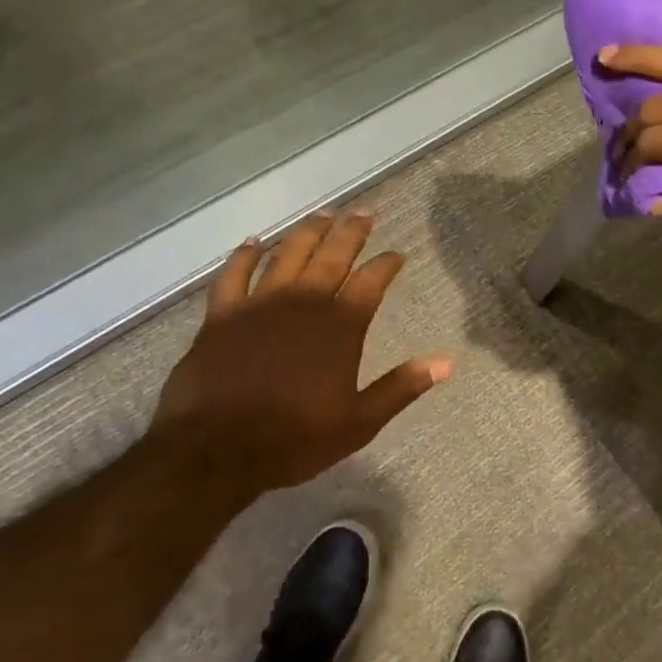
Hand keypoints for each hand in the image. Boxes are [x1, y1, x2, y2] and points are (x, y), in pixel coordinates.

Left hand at [151, 211, 449, 497]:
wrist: (216, 450)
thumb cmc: (295, 438)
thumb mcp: (360, 421)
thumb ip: (401, 387)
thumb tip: (446, 363)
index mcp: (340, 327)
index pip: (371, 282)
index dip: (386, 264)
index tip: (397, 254)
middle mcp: (303, 304)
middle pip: (332, 256)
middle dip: (351, 232)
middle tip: (364, 212)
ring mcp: (259, 305)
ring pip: (286, 255)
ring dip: (306, 233)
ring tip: (321, 215)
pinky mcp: (221, 316)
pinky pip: (233, 275)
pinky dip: (244, 256)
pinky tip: (254, 242)